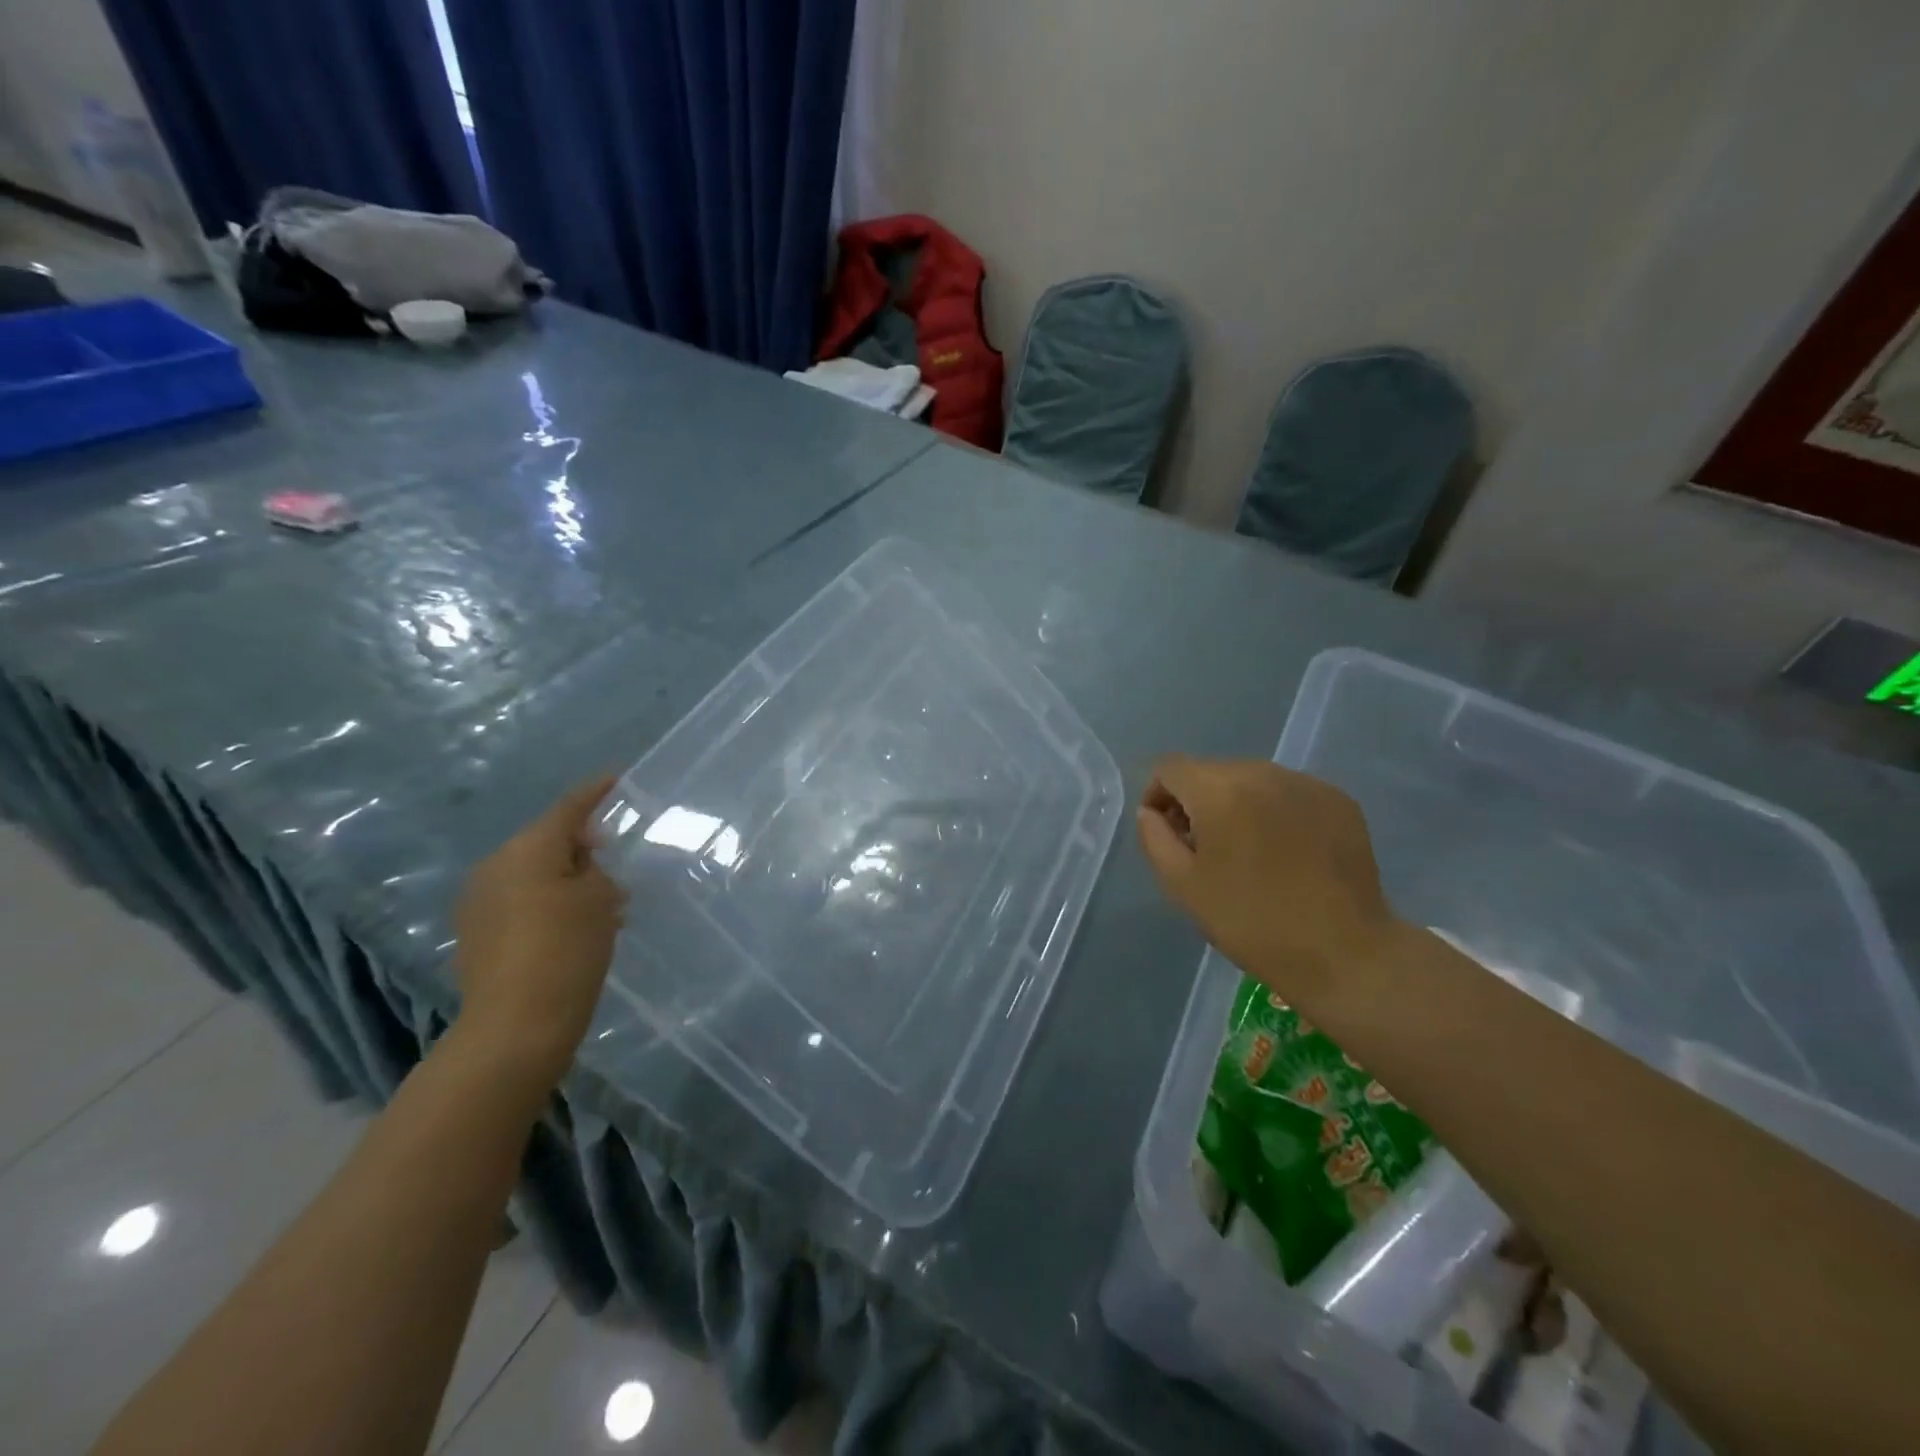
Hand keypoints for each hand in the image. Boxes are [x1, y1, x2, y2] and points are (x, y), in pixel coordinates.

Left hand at [454, 776, 624, 1078]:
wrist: (515, 1027)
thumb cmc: (566, 951)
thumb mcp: (598, 900)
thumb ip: (593, 868)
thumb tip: (582, 859)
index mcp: (528, 850)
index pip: (569, 808)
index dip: (595, 792)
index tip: (617, 779)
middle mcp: (496, 866)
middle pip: (547, 841)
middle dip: (583, 846)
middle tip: (617, 859)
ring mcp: (480, 901)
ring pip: (534, 873)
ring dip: (567, 879)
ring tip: (603, 900)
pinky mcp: (476, 933)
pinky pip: (520, 900)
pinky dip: (549, 902)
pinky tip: (574, 926)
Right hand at [1137, 755, 1400, 1004]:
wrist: (1343, 953)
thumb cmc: (1251, 922)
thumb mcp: (1182, 885)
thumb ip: (1154, 837)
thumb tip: (1151, 811)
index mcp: (1220, 790)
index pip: (1170, 768)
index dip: (1157, 796)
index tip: (1167, 833)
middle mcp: (1263, 772)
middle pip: (1211, 771)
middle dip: (1198, 802)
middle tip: (1206, 849)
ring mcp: (1306, 783)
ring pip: (1252, 779)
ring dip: (1238, 805)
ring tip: (1249, 852)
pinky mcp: (1339, 800)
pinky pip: (1289, 793)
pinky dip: (1275, 812)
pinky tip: (1287, 853)